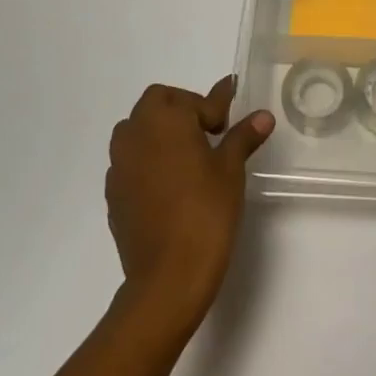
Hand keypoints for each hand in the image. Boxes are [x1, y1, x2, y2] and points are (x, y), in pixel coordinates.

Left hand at [105, 77, 273, 334]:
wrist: (168, 276)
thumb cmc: (206, 212)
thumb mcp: (231, 169)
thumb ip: (243, 136)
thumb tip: (262, 116)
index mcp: (165, 119)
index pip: (192, 99)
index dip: (216, 104)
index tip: (231, 112)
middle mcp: (135, 134)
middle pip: (157, 103)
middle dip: (182, 109)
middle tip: (209, 132)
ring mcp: (119, 164)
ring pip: (137, 130)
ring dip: (160, 132)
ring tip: (188, 156)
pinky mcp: (113, 193)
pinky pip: (130, 161)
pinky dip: (148, 160)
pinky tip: (170, 184)